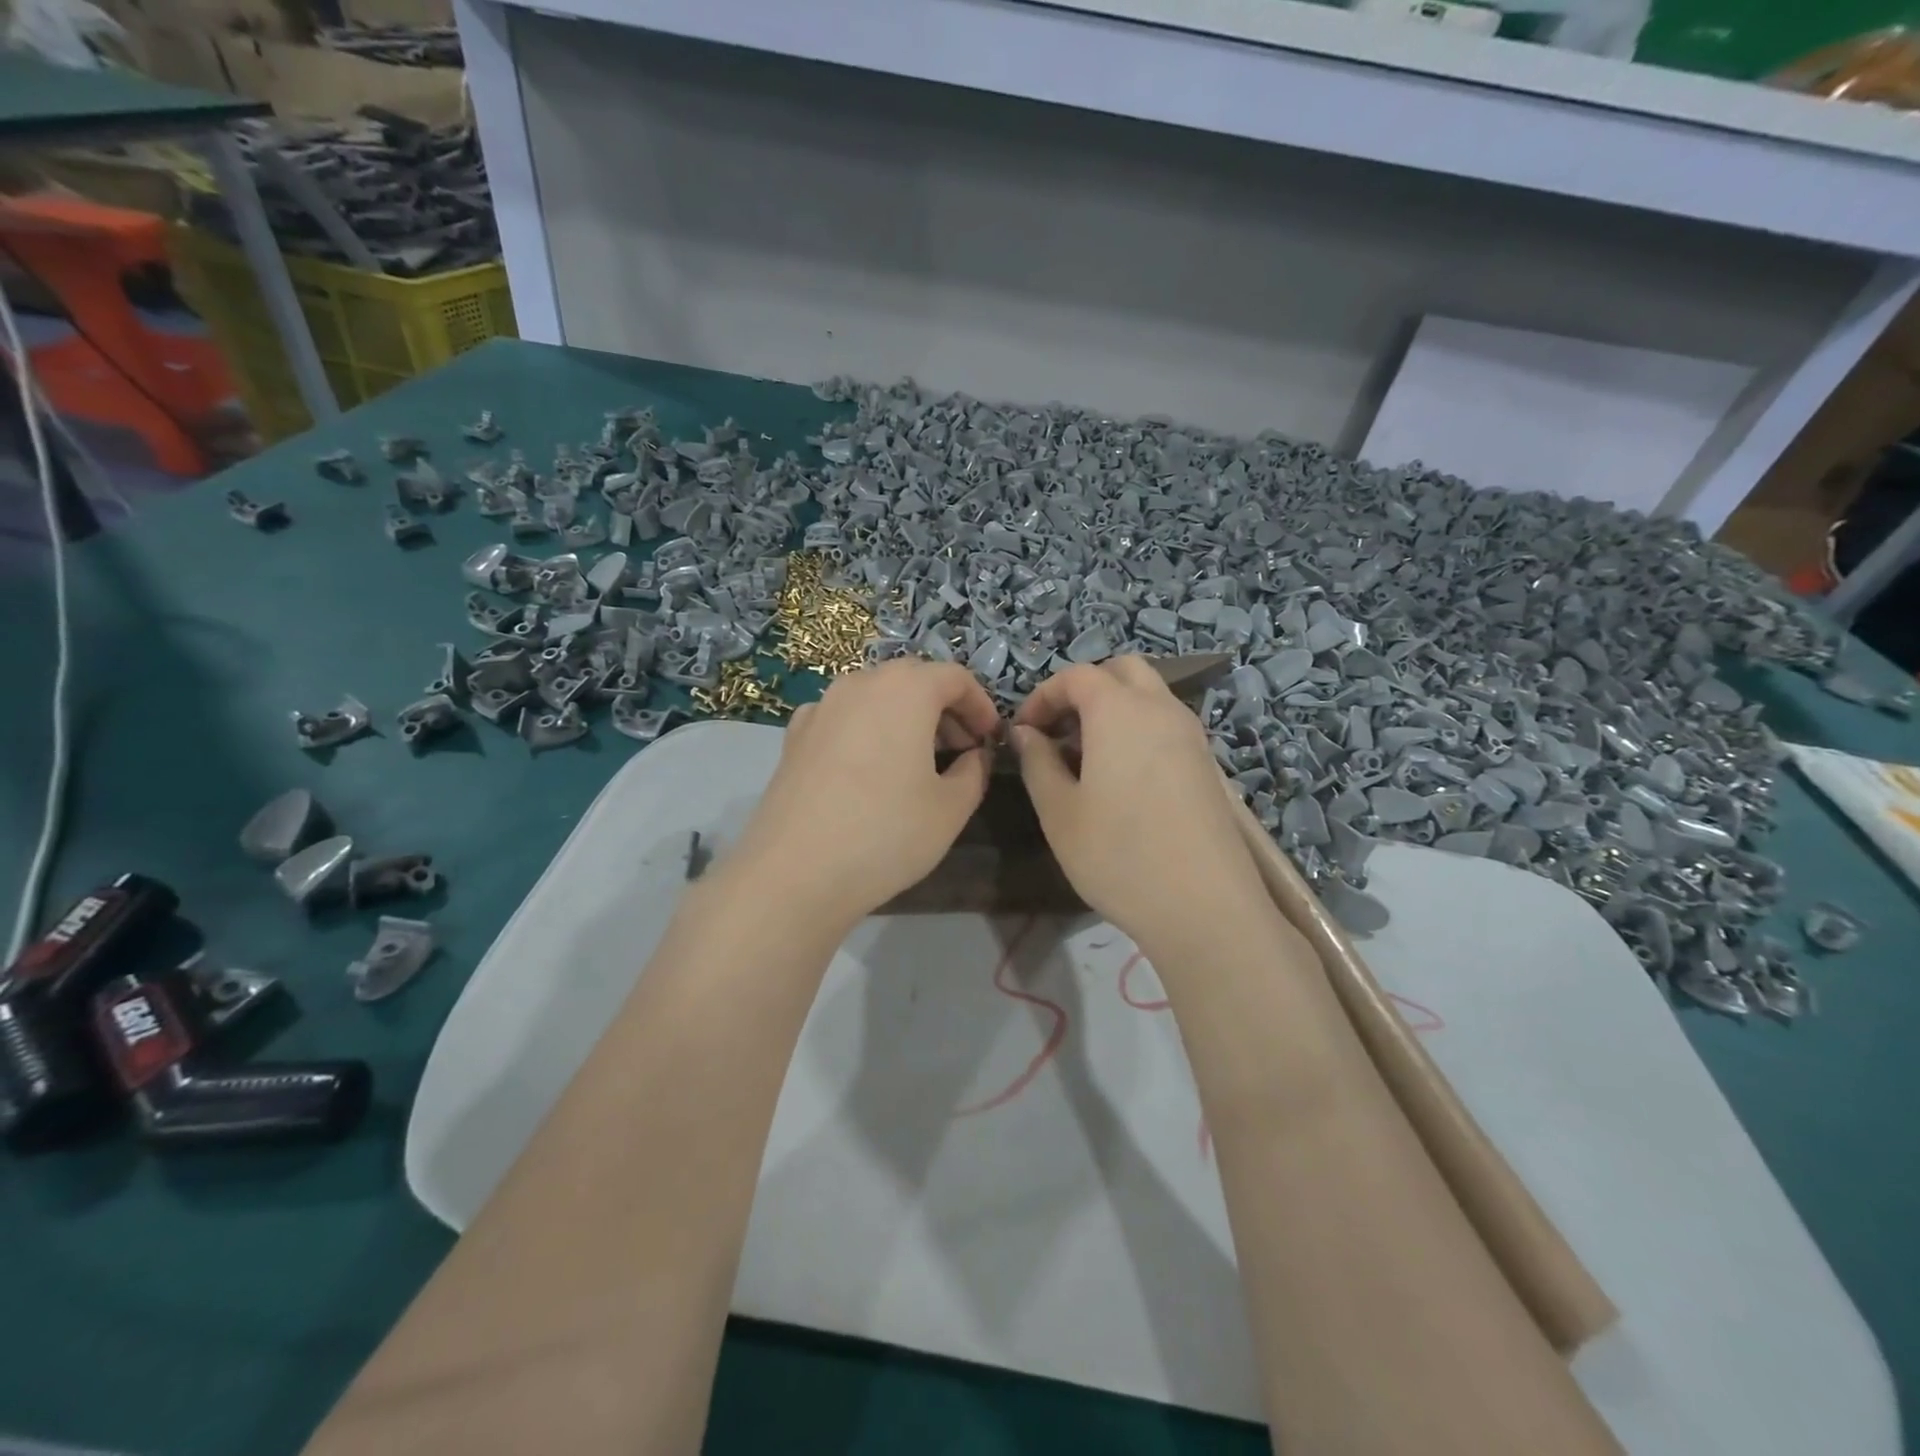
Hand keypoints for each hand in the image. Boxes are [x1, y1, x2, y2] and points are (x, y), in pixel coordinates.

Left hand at [725, 659, 1001, 930]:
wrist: (794, 872)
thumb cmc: (886, 833)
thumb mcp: (951, 808)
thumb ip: (974, 771)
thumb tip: (972, 755)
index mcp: (905, 689)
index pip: (955, 677)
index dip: (981, 706)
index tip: (990, 739)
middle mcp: (859, 683)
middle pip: (913, 680)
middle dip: (944, 709)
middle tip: (961, 749)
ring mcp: (821, 707)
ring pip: (875, 697)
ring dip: (905, 718)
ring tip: (918, 762)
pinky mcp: (794, 736)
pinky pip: (844, 718)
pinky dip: (867, 731)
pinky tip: (869, 770)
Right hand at [1012, 657, 1262, 952]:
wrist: (1206, 907)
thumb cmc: (1118, 855)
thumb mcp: (1059, 812)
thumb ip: (1037, 762)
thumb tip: (1025, 733)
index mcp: (1119, 710)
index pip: (1076, 676)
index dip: (1043, 696)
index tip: (1023, 732)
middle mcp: (1161, 709)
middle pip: (1122, 671)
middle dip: (1084, 689)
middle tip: (1059, 732)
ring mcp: (1192, 735)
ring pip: (1149, 695)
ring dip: (1114, 708)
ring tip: (1087, 758)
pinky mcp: (1207, 763)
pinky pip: (1167, 724)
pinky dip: (1139, 730)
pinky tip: (1123, 779)